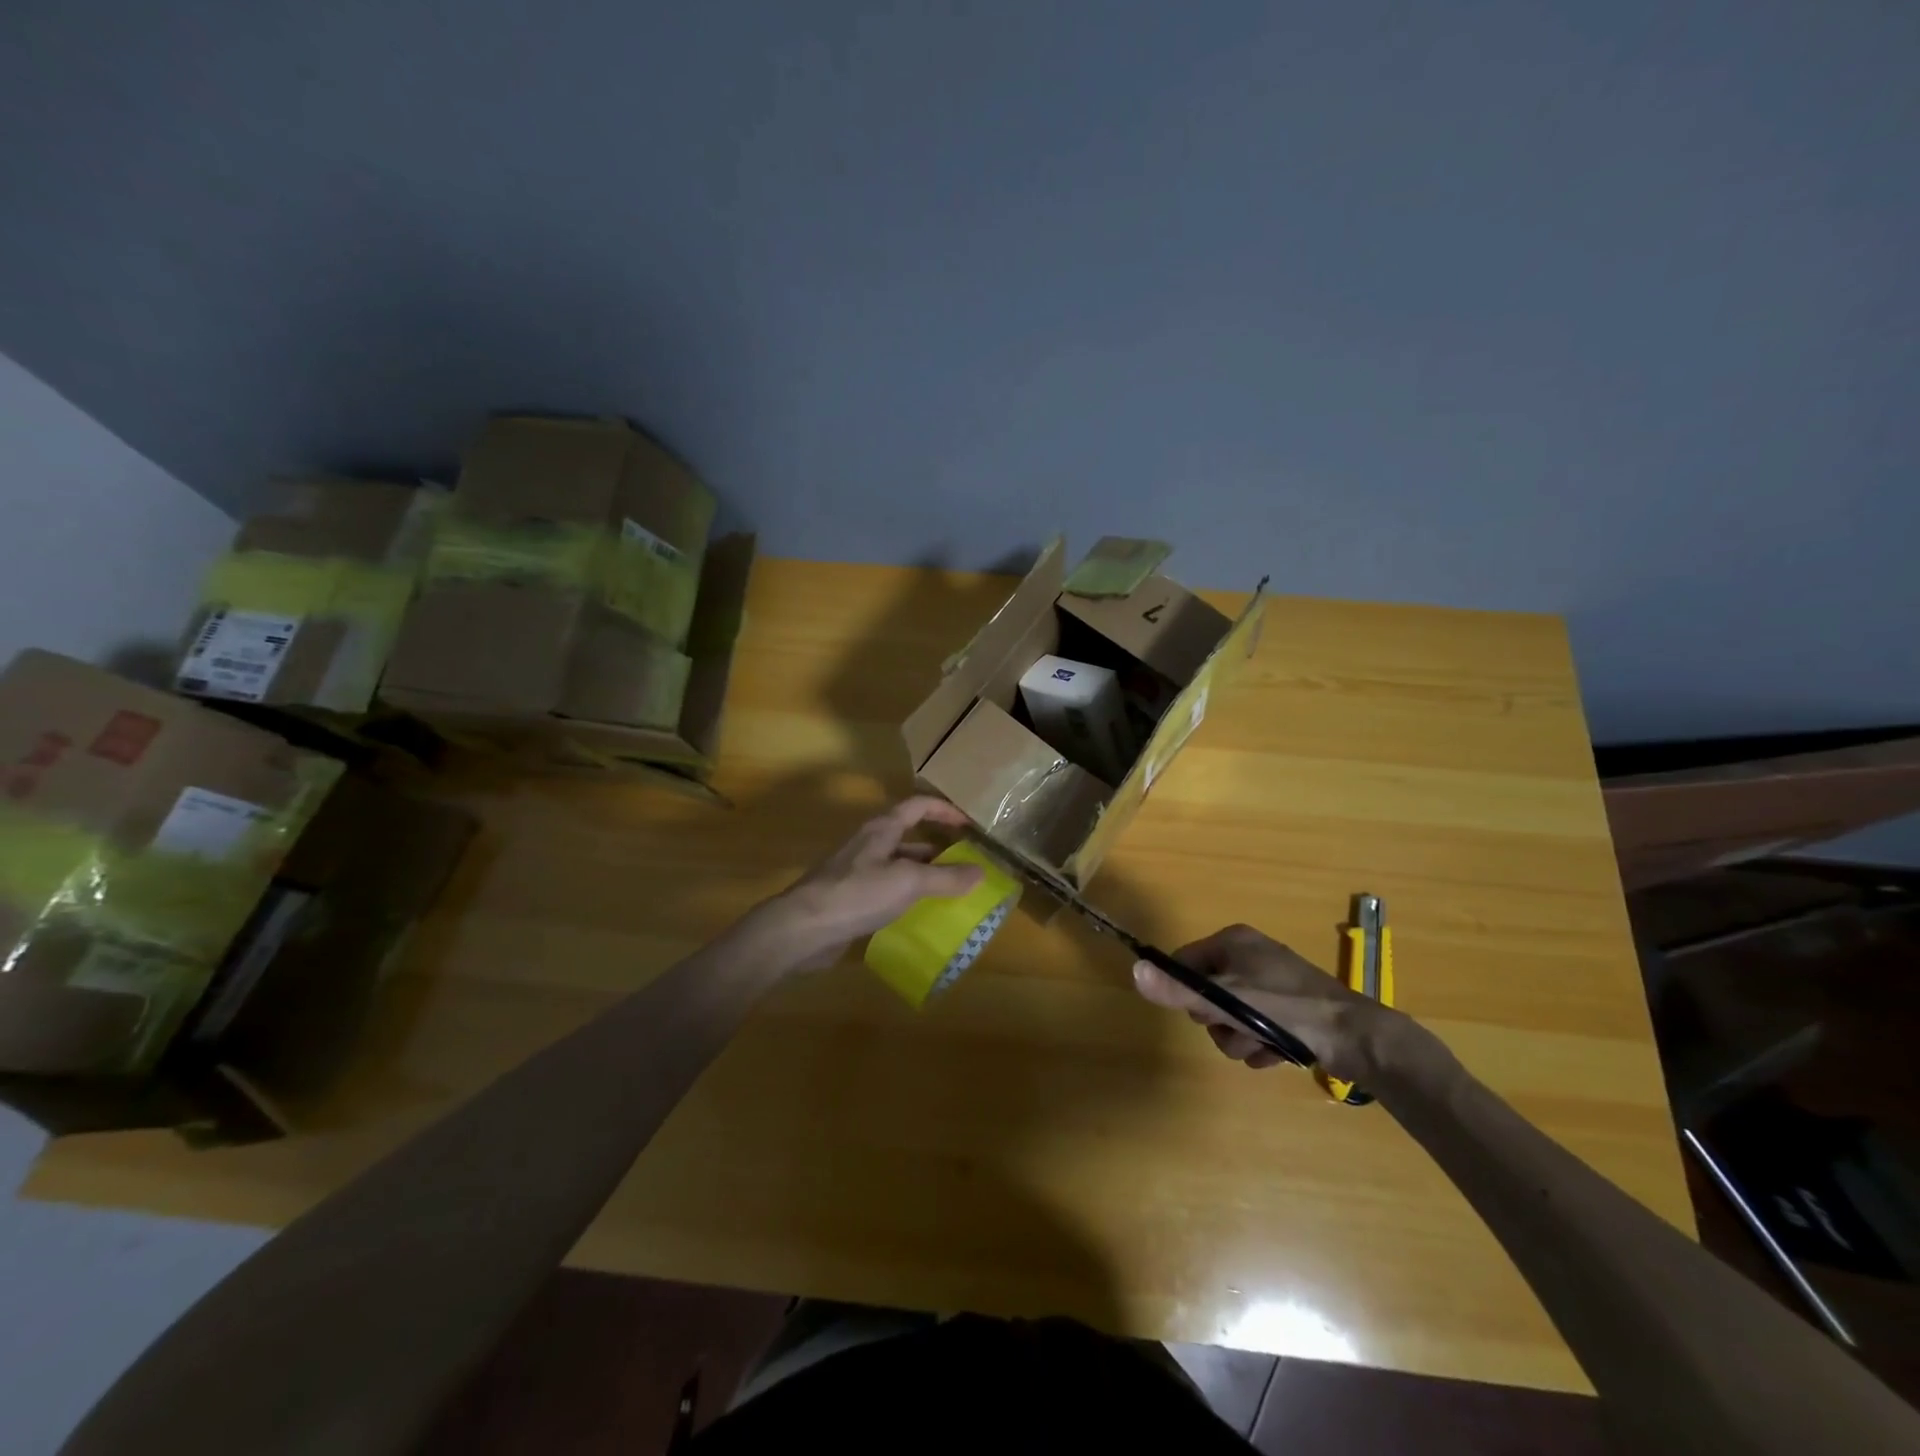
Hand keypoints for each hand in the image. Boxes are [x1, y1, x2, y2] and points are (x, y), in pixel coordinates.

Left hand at [755, 797, 984, 971]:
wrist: (803, 928)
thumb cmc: (857, 893)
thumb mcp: (908, 882)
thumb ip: (945, 877)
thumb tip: (980, 872)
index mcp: (882, 829)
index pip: (918, 805)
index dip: (944, 810)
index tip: (969, 825)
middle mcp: (870, 844)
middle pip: (909, 837)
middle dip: (938, 849)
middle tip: (967, 866)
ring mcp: (857, 871)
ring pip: (899, 866)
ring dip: (924, 875)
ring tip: (951, 893)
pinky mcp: (850, 898)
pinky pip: (886, 890)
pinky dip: (906, 897)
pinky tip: (920, 916)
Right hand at [1132, 923, 1401, 1081]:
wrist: (1358, 1038)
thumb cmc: (1287, 1010)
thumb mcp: (1228, 1000)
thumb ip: (1179, 990)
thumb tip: (1134, 971)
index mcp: (1233, 940)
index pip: (1183, 963)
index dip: (1187, 993)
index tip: (1204, 1013)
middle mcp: (1250, 954)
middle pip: (1207, 992)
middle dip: (1219, 1022)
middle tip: (1238, 1031)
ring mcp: (1271, 981)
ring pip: (1231, 1015)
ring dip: (1240, 1039)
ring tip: (1262, 1049)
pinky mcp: (1290, 1007)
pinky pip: (1255, 1026)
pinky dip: (1261, 1045)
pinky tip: (1277, 1056)